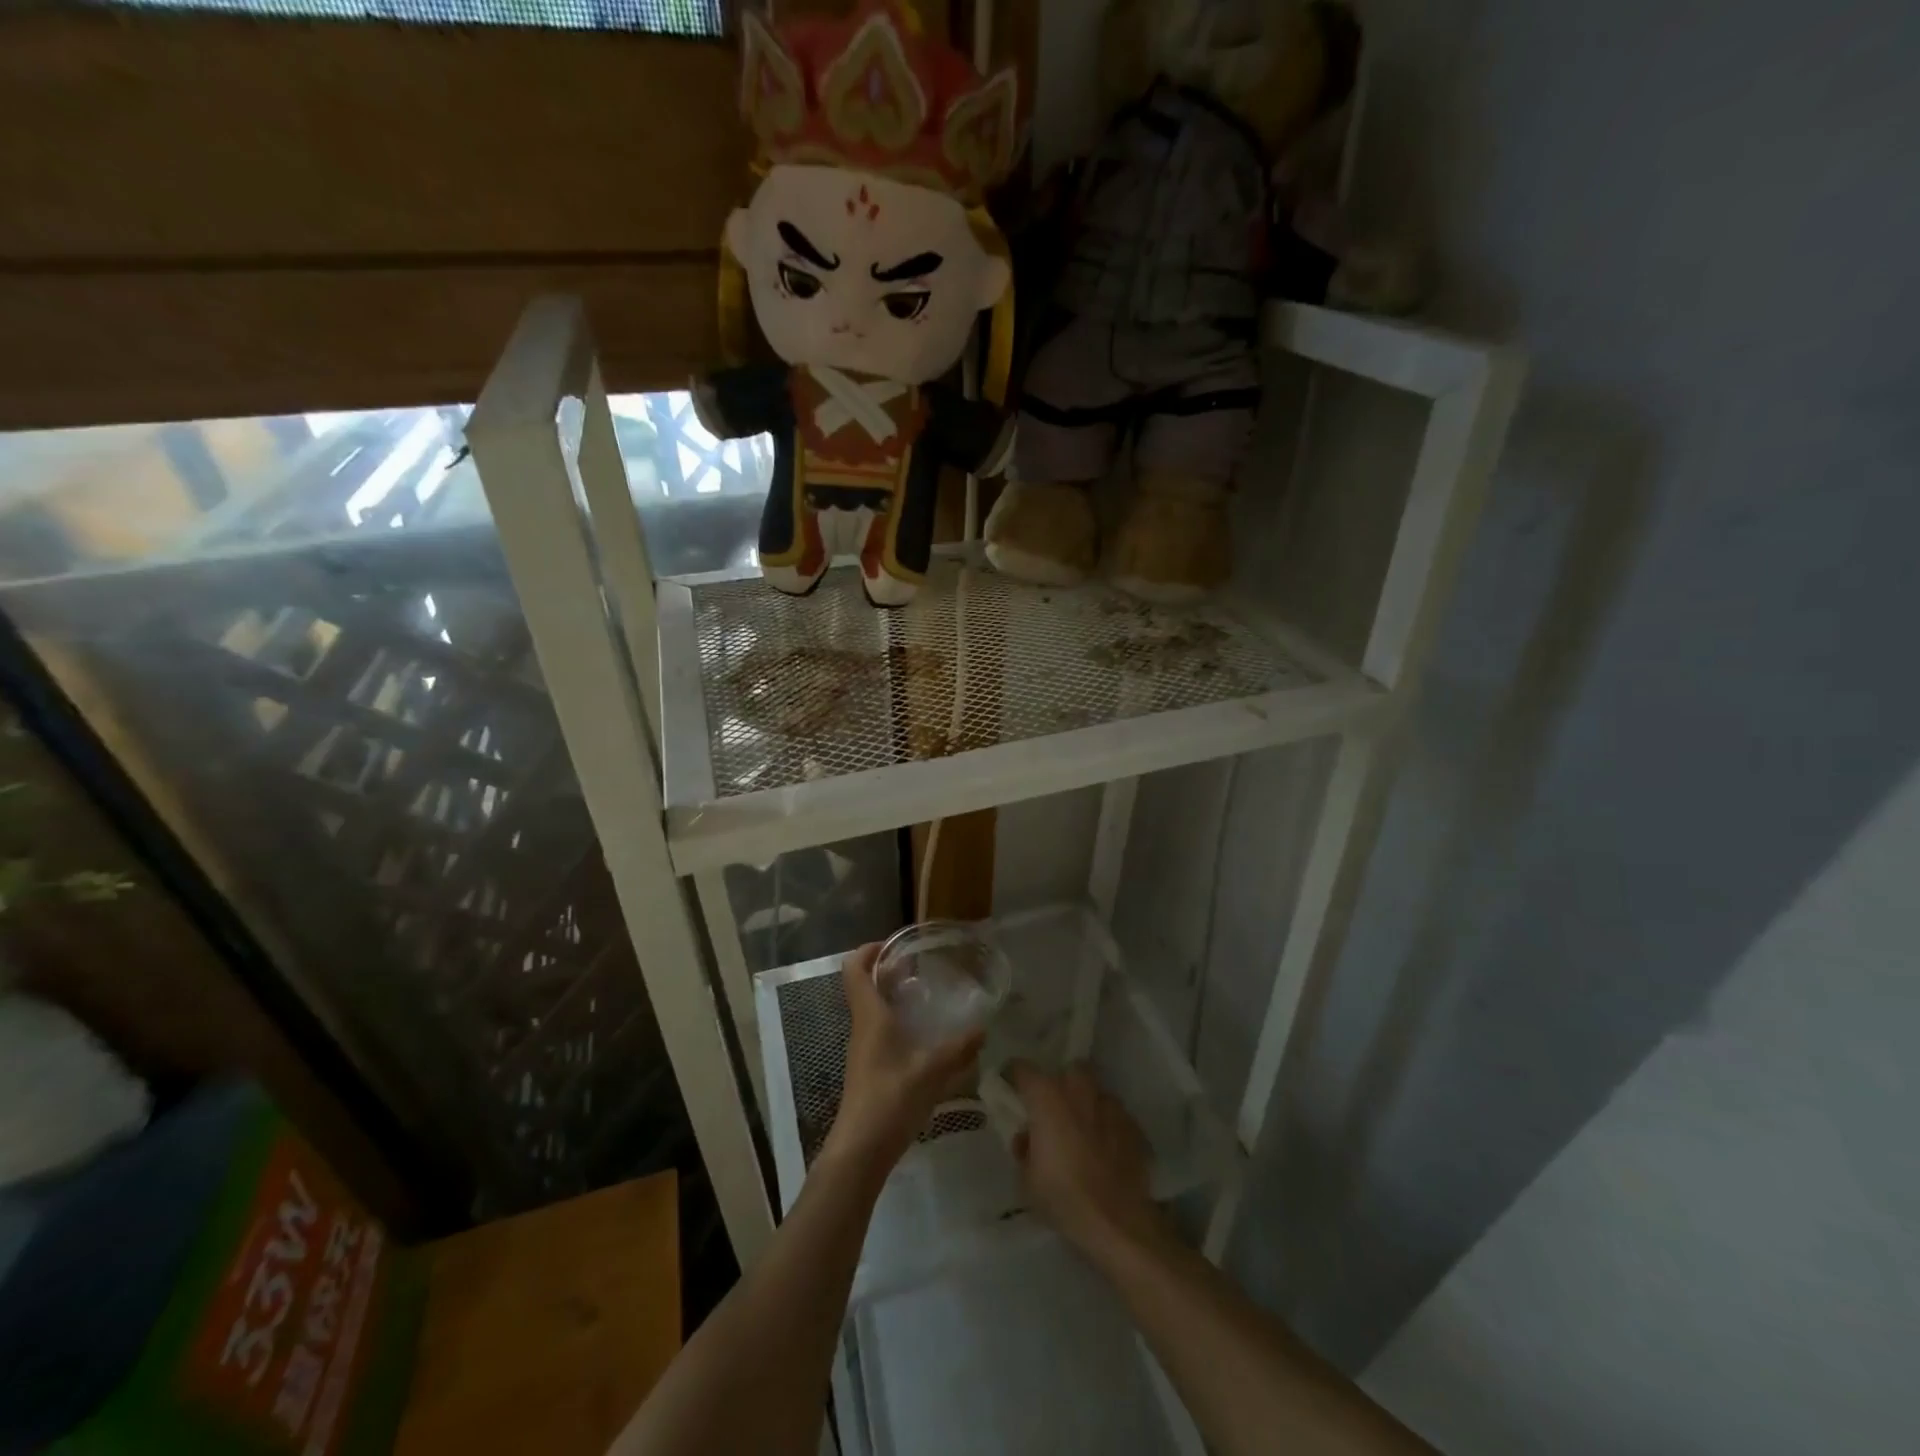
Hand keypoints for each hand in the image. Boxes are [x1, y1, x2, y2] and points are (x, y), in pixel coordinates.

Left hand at [824, 943, 984, 1173]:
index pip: (854, 969)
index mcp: (870, 1016)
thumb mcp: (931, 1071)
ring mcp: (863, 1048)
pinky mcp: (869, 1068)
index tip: (894, 943)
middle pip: (864, 985)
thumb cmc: (890, 1099)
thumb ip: (958, 1048)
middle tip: (920, 965)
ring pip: (872, 1008)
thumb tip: (984, 1027)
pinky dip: (896, 1020)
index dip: (868, 950)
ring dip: (892, 995)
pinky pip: (879, 1029)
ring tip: (927, 994)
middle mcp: (862, 1026)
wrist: (860, 1150)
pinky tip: (923, 1033)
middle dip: (886, 969)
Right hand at [1005, 1061, 1164, 1259]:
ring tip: (1082, 1129)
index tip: (1011, 1087)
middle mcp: (1079, 1089)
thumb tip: (1027, 1137)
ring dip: (1085, 1102)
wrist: (1118, 1222)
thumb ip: (1024, 1148)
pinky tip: (1106, 1149)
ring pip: (1094, 1090)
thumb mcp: (1027, 1179)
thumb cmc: (1064, 1197)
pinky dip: (1107, 1124)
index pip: (1023, 1068)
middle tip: (1052, 1109)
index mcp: (1047, 1097)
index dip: (1014, 1076)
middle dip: (1059, 1084)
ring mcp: (1110, 1104)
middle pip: (1067, 1070)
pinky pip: (1114, 1114)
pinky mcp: (1133, 1124)